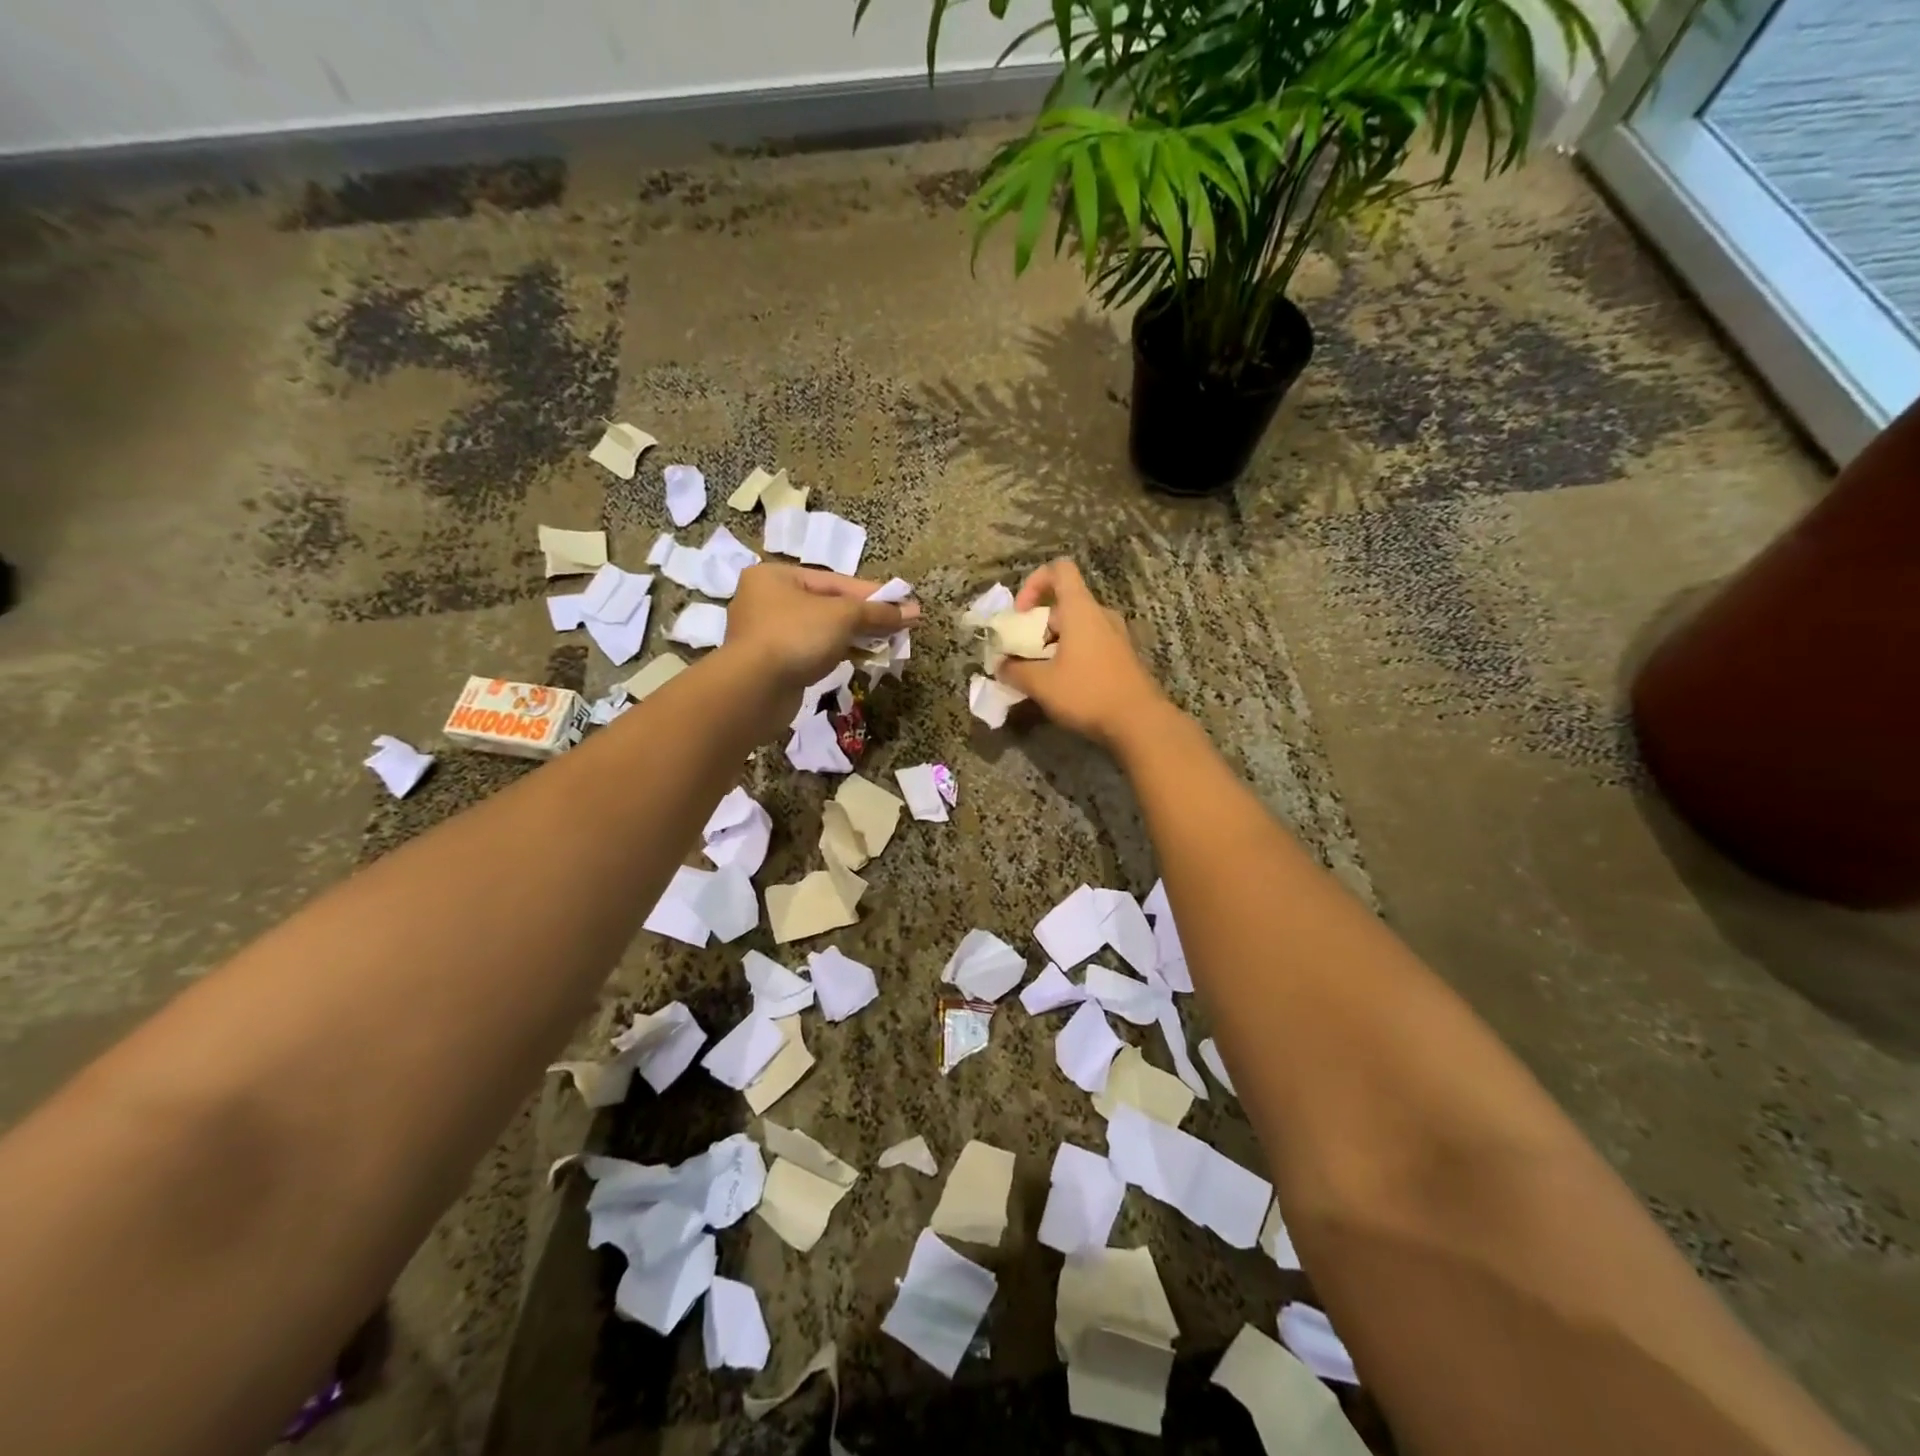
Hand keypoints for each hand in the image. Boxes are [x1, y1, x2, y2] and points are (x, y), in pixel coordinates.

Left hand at [722, 563, 918, 693]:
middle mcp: (766, 600)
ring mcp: (766, 634)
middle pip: (828, 605)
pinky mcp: (772, 664)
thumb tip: (913, 611)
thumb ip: (877, 612)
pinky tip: (861, 658)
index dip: (873, 594)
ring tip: (887, 644)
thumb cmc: (796, 637)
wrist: (754, 690)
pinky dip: (837, 653)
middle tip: (899, 626)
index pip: (835, 581)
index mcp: (775, 576)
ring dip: (854, 637)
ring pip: (821, 631)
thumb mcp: (843, 616)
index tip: (903, 604)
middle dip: (865, 617)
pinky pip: (812, 652)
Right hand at [998, 558, 1169, 749]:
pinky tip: (1061, 686)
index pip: (1059, 570)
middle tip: (1021, 655)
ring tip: (1038, 674)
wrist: (1139, 722)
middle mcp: (1100, 615)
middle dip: (1036, 627)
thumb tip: (1000, 666)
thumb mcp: (1041, 684)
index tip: (1020, 614)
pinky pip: (1089, 645)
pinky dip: (1070, 656)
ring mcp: (1115, 636)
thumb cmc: (1087, 693)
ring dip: (1051, 645)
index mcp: (1081, 610)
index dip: (1034, 583)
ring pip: (1075, 628)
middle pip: (1062, 605)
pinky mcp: (1122, 657)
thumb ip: (1014, 670)